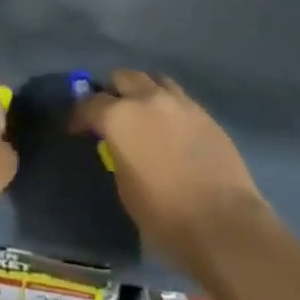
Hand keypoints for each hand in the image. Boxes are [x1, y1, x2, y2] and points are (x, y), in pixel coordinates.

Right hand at [71, 69, 266, 279]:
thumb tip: (120, 146)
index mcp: (120, 117)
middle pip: (123, 77)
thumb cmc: (165, 215)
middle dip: (112, 91)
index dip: (78, 116)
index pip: (89, 104)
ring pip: (153, 80)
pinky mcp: (204, 113)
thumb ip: (118, 154)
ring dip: (142, 91)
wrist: (224, 223)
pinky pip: (178, 97)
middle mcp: (148, 99)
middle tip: (110, 114)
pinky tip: (169, 125)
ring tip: (141, 113)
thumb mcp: (126, 188)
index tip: (75, 128)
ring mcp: (180, 102)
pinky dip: (167, 104)